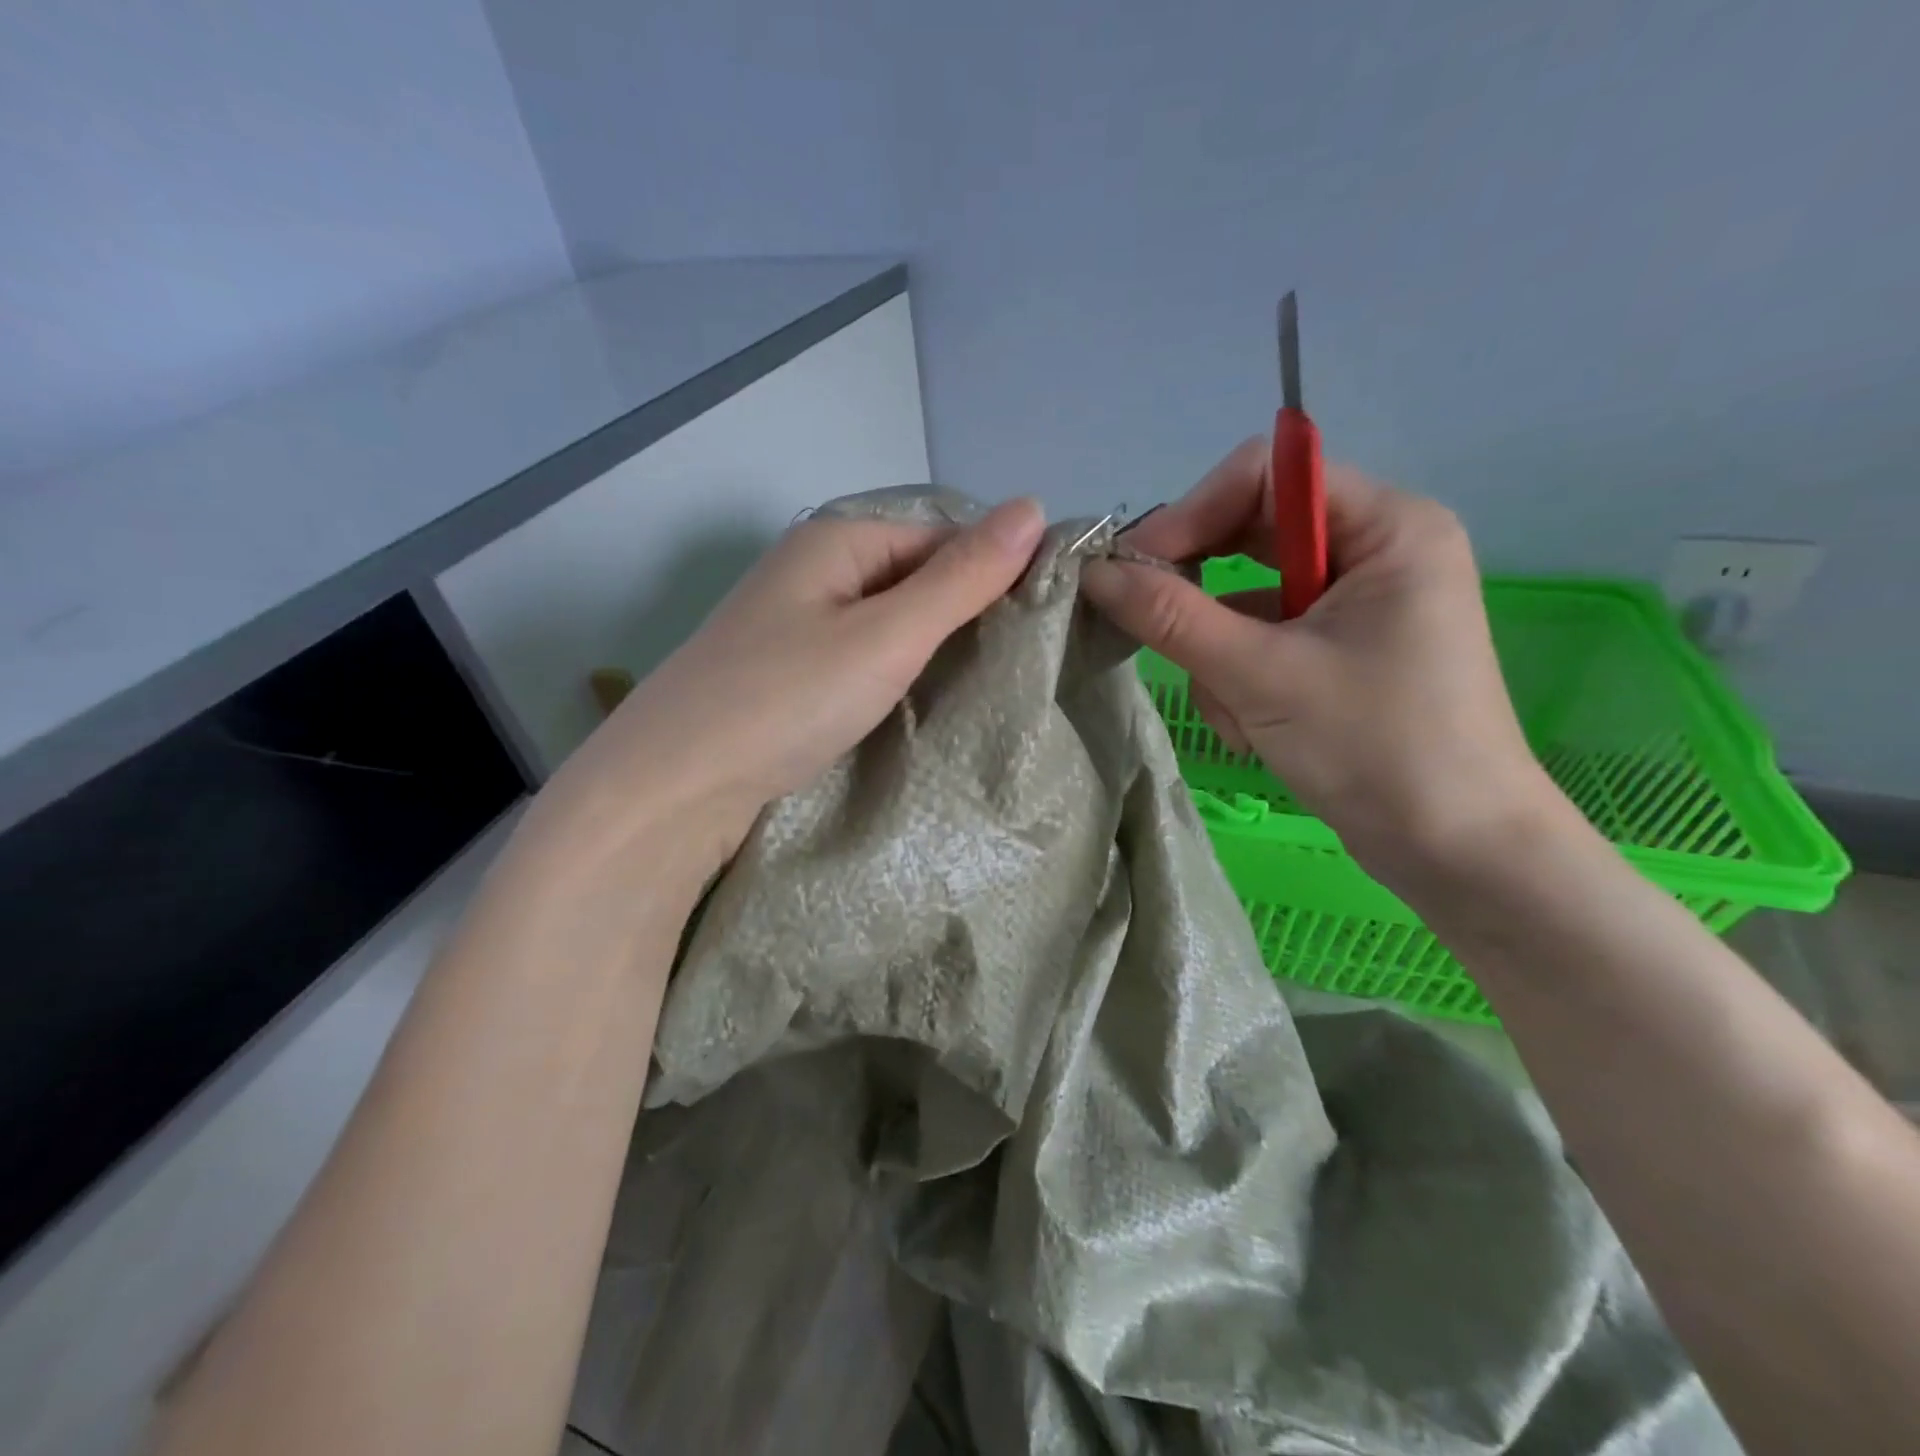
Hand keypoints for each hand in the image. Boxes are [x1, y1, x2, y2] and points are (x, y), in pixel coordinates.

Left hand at [534, 498, 1047, 880]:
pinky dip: (894, 675)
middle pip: (912, 577)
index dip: (993, 570)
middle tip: (1018, 663)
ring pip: (887, 622)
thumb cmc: (787, 699)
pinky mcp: (786, 674)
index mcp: (836, 541)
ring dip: (931, 649)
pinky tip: (918, 702)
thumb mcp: (887, 635)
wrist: (675, 787)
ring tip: (982, 686)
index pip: (941, 534)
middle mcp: (812, 571)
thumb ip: (960, 578)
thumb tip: (1034, 506)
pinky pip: (859, 658)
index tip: (1042, 621)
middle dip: (964, 614)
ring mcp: (794, 624)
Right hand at [1082, 439, 1556, 887]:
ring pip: (1248, 598)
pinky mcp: (1338, 653)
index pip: (1267, 476)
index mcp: (1387, 526)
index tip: (1134, 567)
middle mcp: (1375, 551)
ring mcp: (1357, 606)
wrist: (1455, 852)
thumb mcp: (1261, 675)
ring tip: (1239, 711)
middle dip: (1203, 593)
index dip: (1192, 513)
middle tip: (1152, 626)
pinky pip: (1263, 640)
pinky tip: (1254, 729)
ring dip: (1222, 653)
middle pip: (1253, 534)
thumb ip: (1171, 617)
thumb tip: (1093, 572)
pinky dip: (1242, 680)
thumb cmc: (1376, 747)